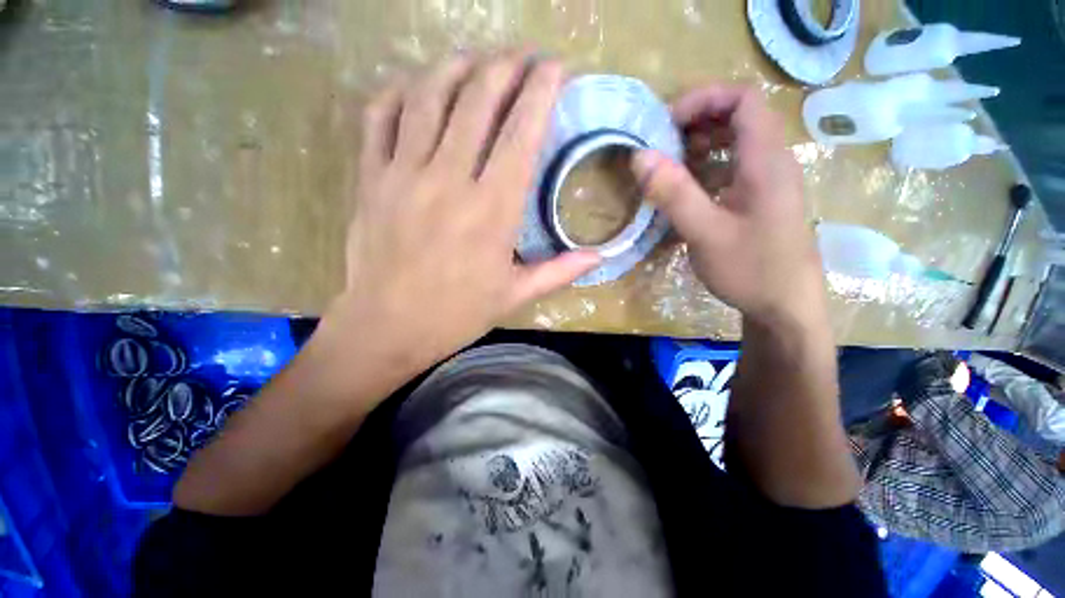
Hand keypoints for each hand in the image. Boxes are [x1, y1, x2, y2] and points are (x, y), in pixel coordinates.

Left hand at [327, 54, 599, 377]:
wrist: (389, 327)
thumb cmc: (457, 314)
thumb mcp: (515, 295)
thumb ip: (560, 270)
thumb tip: (601, 257)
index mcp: (492, 210)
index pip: (521, 133)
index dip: (541, 92)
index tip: (555, 68)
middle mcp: (449, 180)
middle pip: (477, 100)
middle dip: (504, 67)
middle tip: (520, 56)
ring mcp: (403, 174)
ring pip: (428, 97)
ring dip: (455, 67)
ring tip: (475, 59)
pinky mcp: (370, 179)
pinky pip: (379, 117)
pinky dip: (399, 93)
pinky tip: (416, 89)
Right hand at [631, 86, 825, 328]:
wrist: (785, 307)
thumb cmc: (751, 269)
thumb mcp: (706, 232)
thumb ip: (674, 193)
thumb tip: (639, 156)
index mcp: (765, 161)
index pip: (743, 99)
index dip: (703, 99)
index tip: (666, 124)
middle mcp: (771, 162)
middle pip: (738, 117)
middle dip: (696, 123)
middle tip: (660, 146)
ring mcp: (766, 183)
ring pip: (734, 144)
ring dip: (699, 148)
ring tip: (667, 168)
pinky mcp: (758, 201)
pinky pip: (731, 170)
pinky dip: (705, 170)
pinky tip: (685, 192)